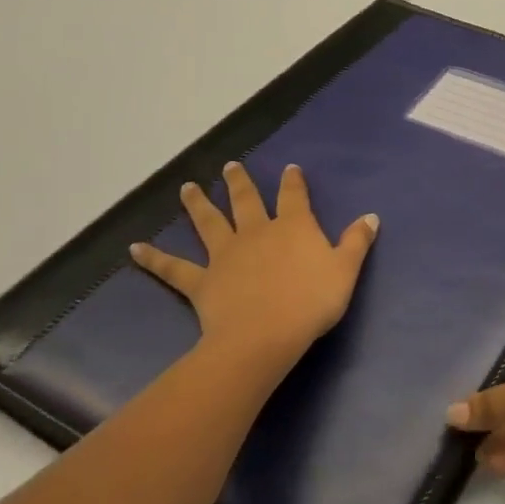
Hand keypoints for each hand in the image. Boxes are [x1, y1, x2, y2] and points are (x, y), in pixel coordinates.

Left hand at [130, 162, 377, 366]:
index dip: (292, 181)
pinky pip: (174, 268)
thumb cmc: (311, 302)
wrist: (264, 336)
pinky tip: (134, 249)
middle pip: (246, 201)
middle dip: (239, 182)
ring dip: (197, 205)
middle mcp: (257, 231)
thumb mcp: (345, 270)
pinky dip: (154, 258)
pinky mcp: (202, 281)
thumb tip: (371, 216)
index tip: (290, 169)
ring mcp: (226, 255)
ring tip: (186, 188)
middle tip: (229, 167)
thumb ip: (357, 241)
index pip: (293, 196)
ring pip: (208, 223)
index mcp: (293, 226)